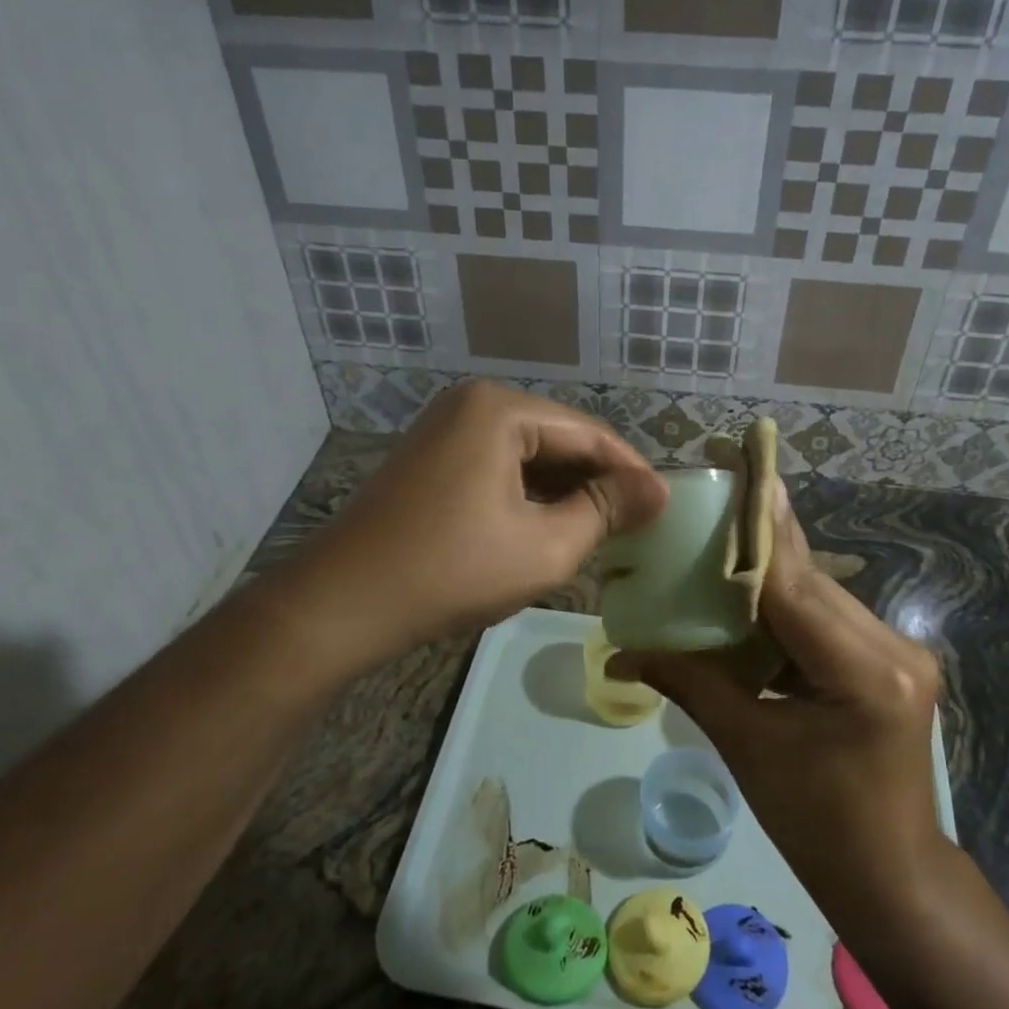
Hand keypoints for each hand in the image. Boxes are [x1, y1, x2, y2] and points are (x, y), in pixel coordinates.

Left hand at [303, 381, 666, 656]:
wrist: (342, 604)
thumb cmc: (451, 571)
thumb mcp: (545, 546)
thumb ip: (606, 510)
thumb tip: (657, 491)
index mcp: (501, 409)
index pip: (590, 433)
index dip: (632, 472)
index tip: (665, 507)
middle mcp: (472, 403)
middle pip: (558, 439)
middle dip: (598, 481)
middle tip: (638, 522)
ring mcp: (445, 429)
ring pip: (528, 455)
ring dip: (565, 490)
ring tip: (604, 528)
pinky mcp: (431, 458)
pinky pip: (497, 466)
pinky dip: (529, 494)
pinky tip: (551, 524)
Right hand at [610, 476, 947, 929]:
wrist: (891, 878)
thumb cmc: (816, 826)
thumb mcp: (749, 748)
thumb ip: (691, 683)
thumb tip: (620, 654)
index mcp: (864, 672)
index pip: (793, 585)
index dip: (758, 529)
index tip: (738, 472)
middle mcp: (893, 648)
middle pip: (810, 582)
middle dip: (761, 543)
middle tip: (719, 496)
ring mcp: (900, 653)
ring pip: (820, 596)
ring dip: (773, 574)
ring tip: (724, 539)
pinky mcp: (892, 662)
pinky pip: (829, 620)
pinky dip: (787, 607)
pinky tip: (751, 595)